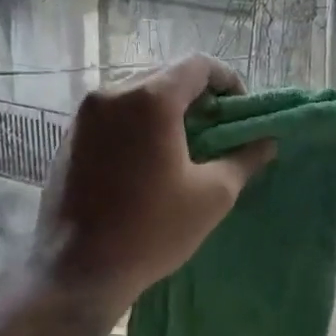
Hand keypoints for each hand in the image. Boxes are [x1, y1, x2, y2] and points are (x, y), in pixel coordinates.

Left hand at [38, 55, 274, 311]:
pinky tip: (149, 159)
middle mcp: (111, 94)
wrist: (79, 270)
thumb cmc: (153, 230)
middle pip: (165, 76)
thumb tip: (266, 142)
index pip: (197, 65)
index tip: (240, 109)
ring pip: (136, 94)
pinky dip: (138, 124)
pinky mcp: (69, 138)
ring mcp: (84, 116)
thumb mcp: (213, 195)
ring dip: (166, 110)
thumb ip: (244, 159)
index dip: (227, 80)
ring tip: (185, 145)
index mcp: (149, 100)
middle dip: (196, 96)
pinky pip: (113, 115)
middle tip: (217, 129)